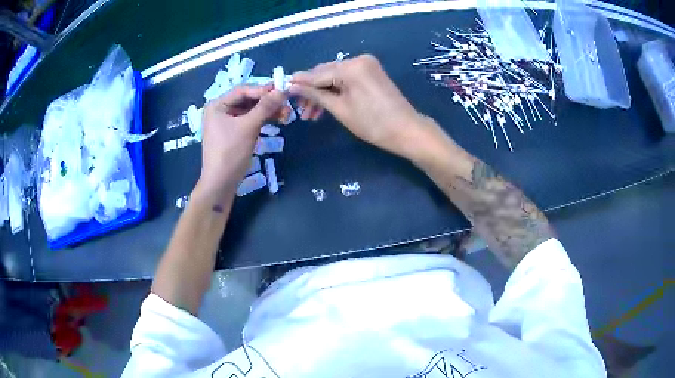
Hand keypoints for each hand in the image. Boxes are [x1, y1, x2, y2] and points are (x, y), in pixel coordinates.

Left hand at [199, 84, 285, 198]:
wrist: (221, 183)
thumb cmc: (230, 152)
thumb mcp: (248, 127)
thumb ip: (266, 107)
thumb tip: (283, 90)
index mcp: (217, 105)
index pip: (243, 90)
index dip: (263, 90)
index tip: (283, 91)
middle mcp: (221, 110)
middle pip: (248, 100)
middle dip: (268, 102)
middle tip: (287, 104)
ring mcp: (227, 122)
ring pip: (251, 110)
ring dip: (268, 111)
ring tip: (286, 115)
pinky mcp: (234, 133)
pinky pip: (250, 121)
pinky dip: (263, 120)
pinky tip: (277, 120)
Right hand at [289, 54, 435, 158]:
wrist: (406, 130)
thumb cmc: (372, 123)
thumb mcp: (340, 109)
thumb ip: (315, 94)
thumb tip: (292, 86)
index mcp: (351, 67)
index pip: (317, 74)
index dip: (299, 83)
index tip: (282, 90)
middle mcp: (358, 59)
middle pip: (326, 73)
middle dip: (311, 92)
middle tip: (299, 110)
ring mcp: (366, 65)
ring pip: (335, 77)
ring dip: (322, 93)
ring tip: (310, 115)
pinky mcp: (370, 72)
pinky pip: (346, 79)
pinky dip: (336, 91)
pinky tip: (326, 105)